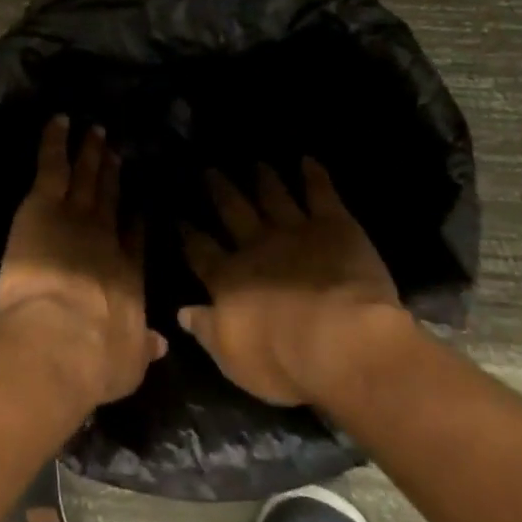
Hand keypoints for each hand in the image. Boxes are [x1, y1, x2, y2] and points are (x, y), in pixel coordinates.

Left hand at [0, 117, 167, 405]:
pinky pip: (52, 166)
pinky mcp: (44, 206)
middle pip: (109, 201)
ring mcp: (75, 217)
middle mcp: (105, 239)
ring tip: (96, 132)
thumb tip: (160, 343)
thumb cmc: (94, 358)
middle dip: (113, 177)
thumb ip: (143, 349)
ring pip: (85, 178)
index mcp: (126, 276)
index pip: (132, 241)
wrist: (62, 337)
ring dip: (90, 154)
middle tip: (116, 153)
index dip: (134, 222)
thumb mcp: (128, 364)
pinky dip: (55, 142)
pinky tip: (59, 121)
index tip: (136, 207)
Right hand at [177, 158, 403, 405]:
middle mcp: (256, 247)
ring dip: (265, 180)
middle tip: (210, 170)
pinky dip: (314, 176)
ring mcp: (295, 231)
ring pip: (274, 197)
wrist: (342, 343)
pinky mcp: (334, 226)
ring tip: (256, 164)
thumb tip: (181, 311)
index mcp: (228, 279)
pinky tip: (309, 161)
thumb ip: (206, 330)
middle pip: (233, 212)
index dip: (188, 234)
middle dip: (220, 192)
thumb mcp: (233, 358)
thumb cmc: (284, 360)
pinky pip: (321, 194)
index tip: (179, 217)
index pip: (200, 251)